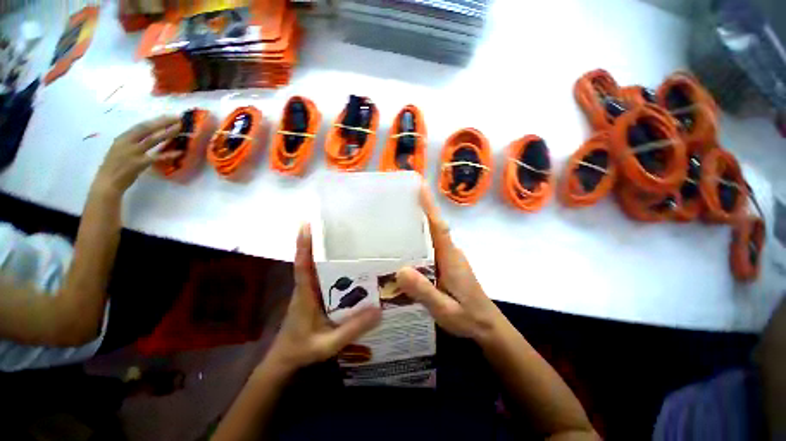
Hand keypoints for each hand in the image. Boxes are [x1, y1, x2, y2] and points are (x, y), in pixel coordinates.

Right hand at [92, 116, 181, 196]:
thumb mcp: (121, 149)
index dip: (156, 120)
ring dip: (167, 133)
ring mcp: (133, 152)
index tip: (169, 116)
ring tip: (180, 129)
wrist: (107, 183)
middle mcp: (127, 142)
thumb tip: (149, 135)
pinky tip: (180, 152)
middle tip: (178, 118)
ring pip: (153, 140)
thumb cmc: (114, 166)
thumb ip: (133, 142)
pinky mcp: (139, 163)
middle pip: (147, 129)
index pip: (141, 125)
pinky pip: (157, 157)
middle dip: (163, 122)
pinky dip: (169, 154)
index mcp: (123, 138)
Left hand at [267, 225, 380, 372]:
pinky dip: (336, 271)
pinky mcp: (316, 297)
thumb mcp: (327, 344)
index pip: (302, 264)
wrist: (285, 361)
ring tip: (352, 245)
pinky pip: (327, 279)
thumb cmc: (301, 351)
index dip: (303, 244)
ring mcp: (311, 292)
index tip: (306, 224)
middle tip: (341, 229)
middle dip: (323, 243)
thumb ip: (351, 329)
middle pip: (314, 260)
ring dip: (330, 255)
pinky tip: (352, 271)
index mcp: (305, 294)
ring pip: (320, 269)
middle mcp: (307, 288)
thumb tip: (378, 310)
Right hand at [396, 185, 504, 342]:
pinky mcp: (447, 265)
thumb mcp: (444, 309)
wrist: (487, 326)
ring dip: (416, 227)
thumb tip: (400, 271)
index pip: (439, 227)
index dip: (429, 206)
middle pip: (433, 228)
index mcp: (450, 258)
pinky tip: (403, 251)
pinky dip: (418, 244)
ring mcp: (449, 259)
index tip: (420, 187)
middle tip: (395, 203)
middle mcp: (450, 253)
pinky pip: (430, 249)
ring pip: (431, 238)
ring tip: (392, 223)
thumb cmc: (468, 317)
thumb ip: (424, 292)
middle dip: (418, 212)